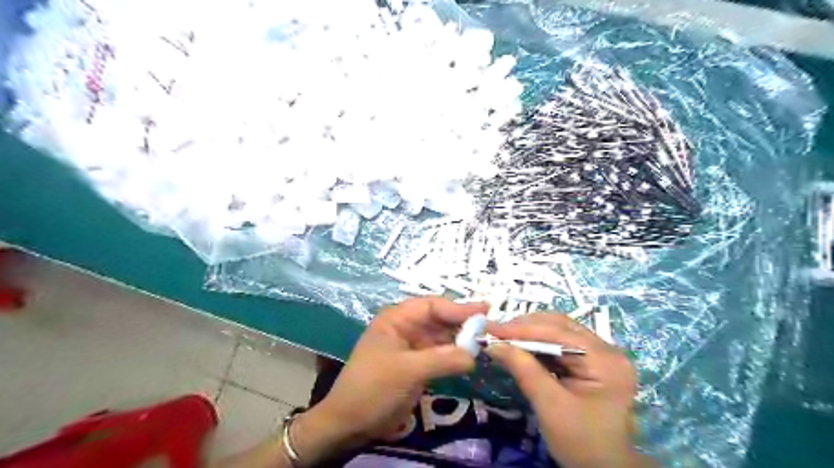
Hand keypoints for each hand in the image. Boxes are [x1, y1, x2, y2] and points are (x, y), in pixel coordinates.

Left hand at [293, 299, 489, 462]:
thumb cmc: (373, 387)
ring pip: (442, 337)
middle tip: (491, 327)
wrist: (350, 422)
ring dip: (461, 340)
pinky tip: (471, 358)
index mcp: (397, 319)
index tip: (485, 311)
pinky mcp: (417, 365)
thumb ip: (442, 359)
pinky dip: (455, 356)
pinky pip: (441, 354)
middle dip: (463, 324)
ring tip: (487, 341)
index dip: (458, 308)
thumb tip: (474, 354)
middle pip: (440, 320)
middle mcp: (406, 327)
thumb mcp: (407, 370)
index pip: (432, 306)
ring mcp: (412, 347)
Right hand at [487, 313, 654, 466]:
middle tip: (494, 331)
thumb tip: (493, 344)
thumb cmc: (581, 443)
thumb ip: (523, 369)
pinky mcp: (593, 362)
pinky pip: (561, 344)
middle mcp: (607, 349)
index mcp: (605, 360)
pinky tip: (520, 346)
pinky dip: (538, 344)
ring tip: (503, 336)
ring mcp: (602, 354)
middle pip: (560, 325)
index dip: (521, 328)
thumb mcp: (549, 406)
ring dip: (529, 332)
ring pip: (559, 331)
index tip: (490, 328)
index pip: (557, 332)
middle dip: (524, 327)